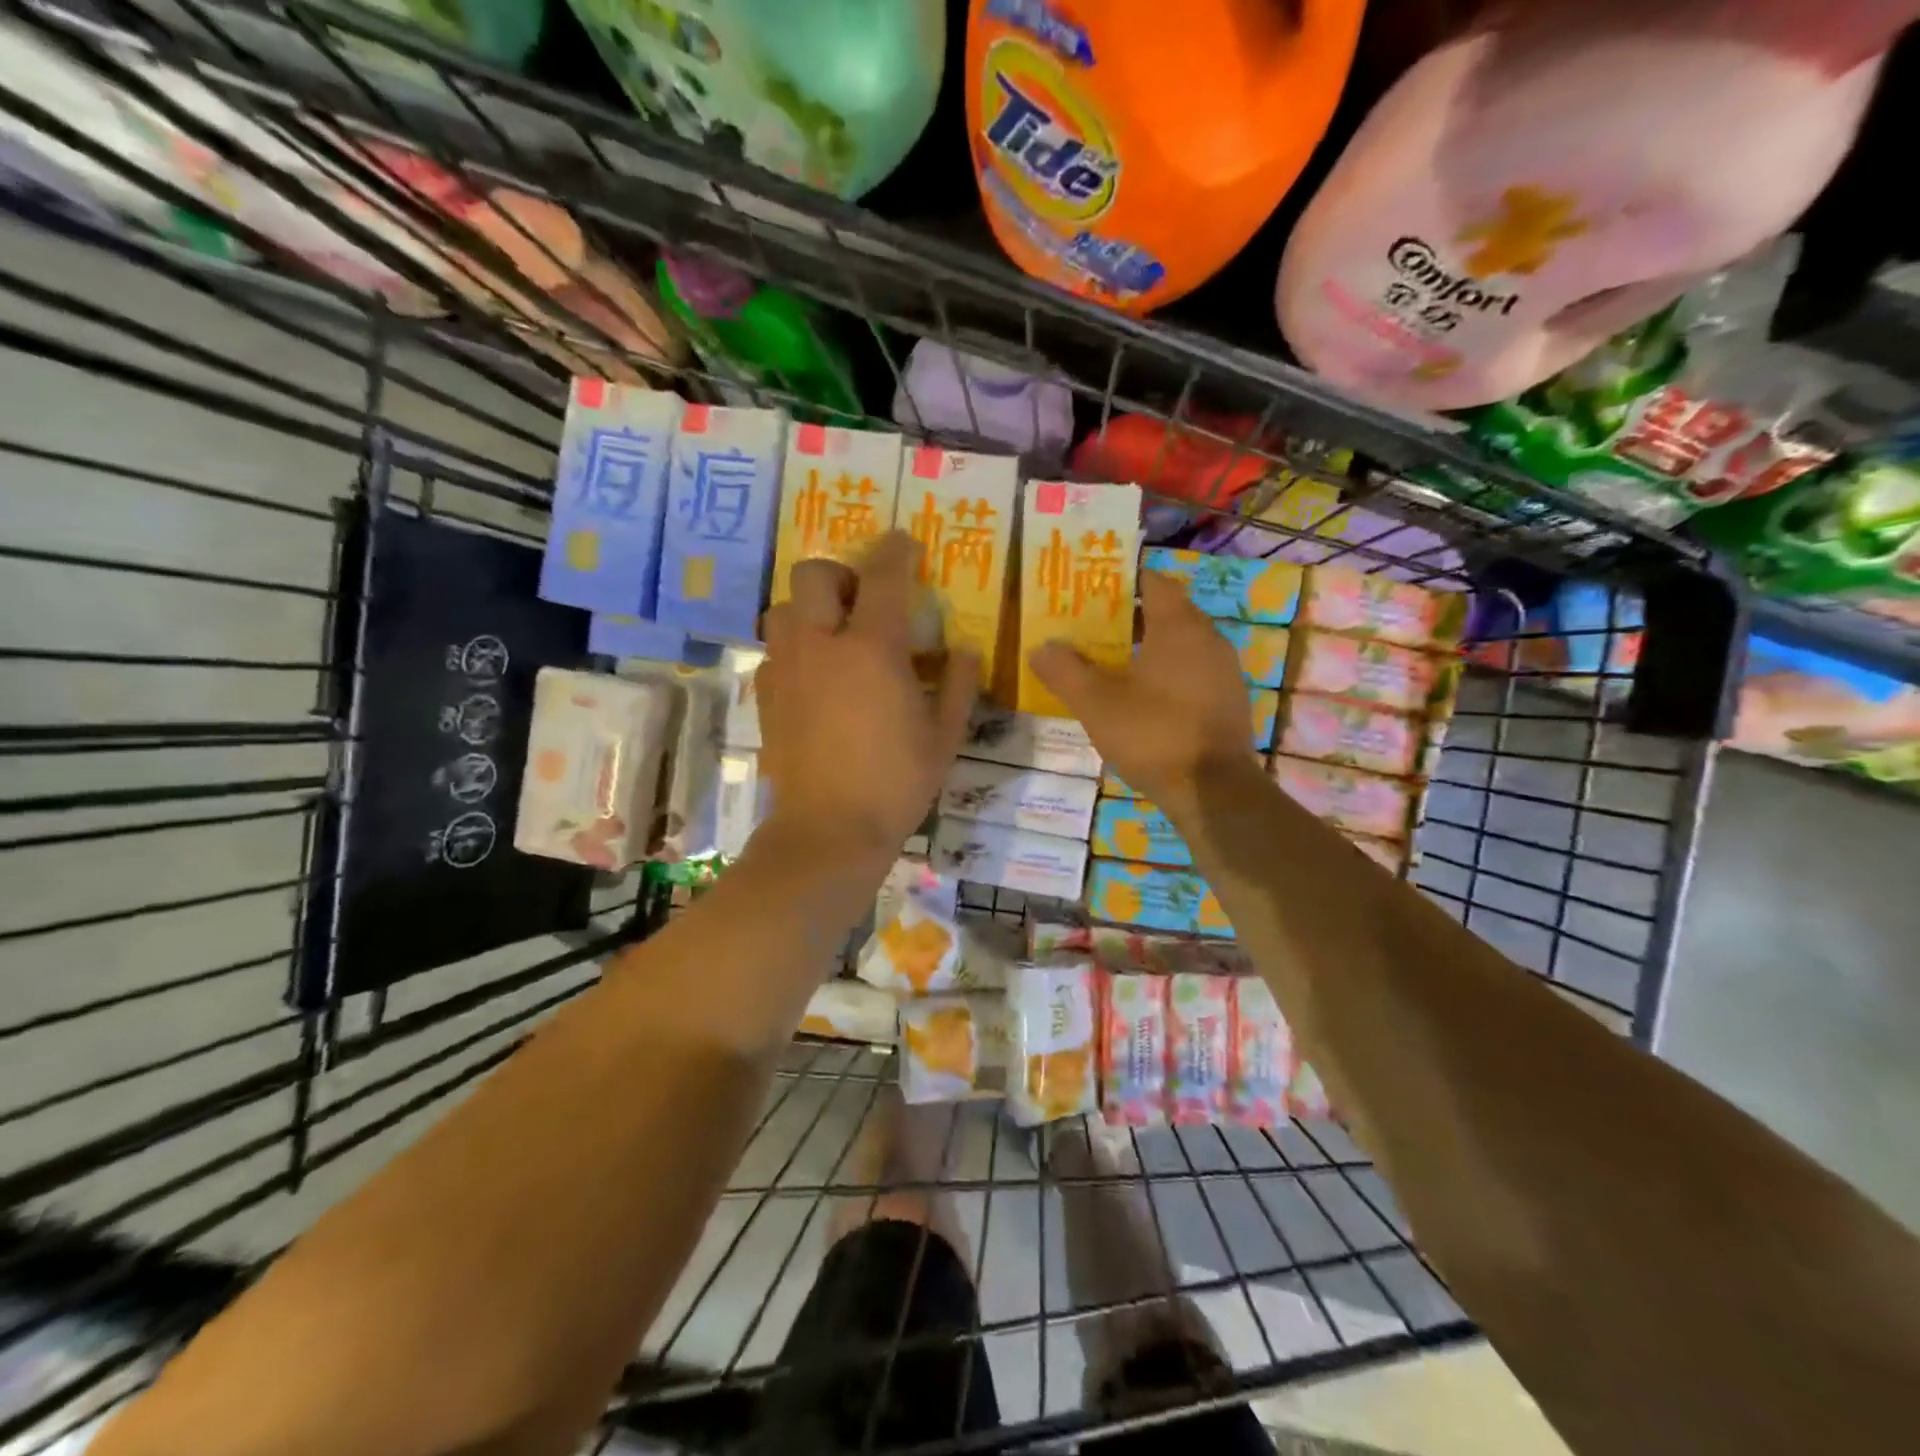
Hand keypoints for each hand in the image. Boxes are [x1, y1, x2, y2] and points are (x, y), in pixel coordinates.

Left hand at [756, 531, 979, 858]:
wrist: (828, 831)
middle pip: (813, 574)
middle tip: (864, 599)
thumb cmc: (895, 783)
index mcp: (871, 649)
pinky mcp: (766, 697)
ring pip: (782, 608)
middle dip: (840, 573)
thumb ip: (960, 686)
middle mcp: (821, 645)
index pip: (883, 576)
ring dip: (809, 608)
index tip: (905, 543)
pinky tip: (816, 677)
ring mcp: (786, 670)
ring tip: (834, 635)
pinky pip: (774, 650)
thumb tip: (967, 652)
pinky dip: (795, 647)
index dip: (896, 550)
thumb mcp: (944, 737)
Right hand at [1028, 569, 1253, 810]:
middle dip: (1131, 615)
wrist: (1213, 790)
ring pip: (1182, 645)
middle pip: (1168, 612)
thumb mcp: (1095, 703)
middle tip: (1092, 627)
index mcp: (1179, 626)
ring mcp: (1224, 672)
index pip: (1154, 582)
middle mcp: (1208, 639)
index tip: (1092, 588)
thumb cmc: (1153, 734)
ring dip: (1149, 647)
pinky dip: (1168, 674)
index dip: (1122, 580)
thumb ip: (1064, 671)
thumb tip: (1041, 647)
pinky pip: (1193, 673)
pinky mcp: (1228, 702)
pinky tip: (1143, 698)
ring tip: (1111, 662)